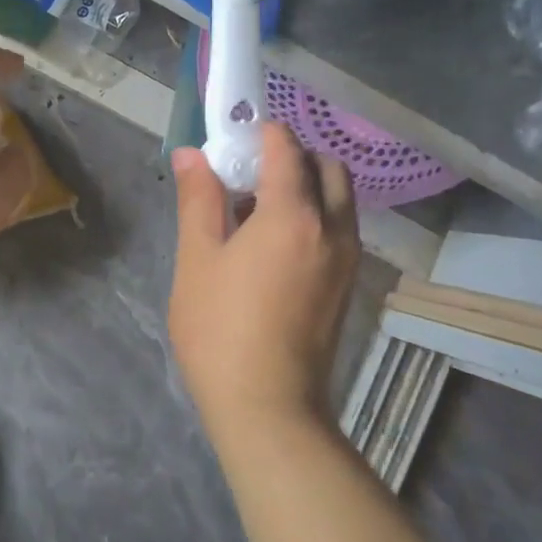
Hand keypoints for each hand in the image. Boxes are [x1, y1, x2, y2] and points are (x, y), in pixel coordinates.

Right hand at [168, 123, 359, 439]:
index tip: (231, 139)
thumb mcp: (197, 258)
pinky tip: (272, 245)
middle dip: (292, 156)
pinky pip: (338, 228)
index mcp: (293, 216)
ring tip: (255, 211)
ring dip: (305, 187)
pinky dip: (314, 216)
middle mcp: (332, 229)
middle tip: (247, 174)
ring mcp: (347, 260)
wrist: (268, 407)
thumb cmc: (220, 328)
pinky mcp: (348, 285)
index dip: (259, 133)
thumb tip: (193, 153)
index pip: (286, 148)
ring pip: (338, 199)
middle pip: (326, 168)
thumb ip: (199, 199)